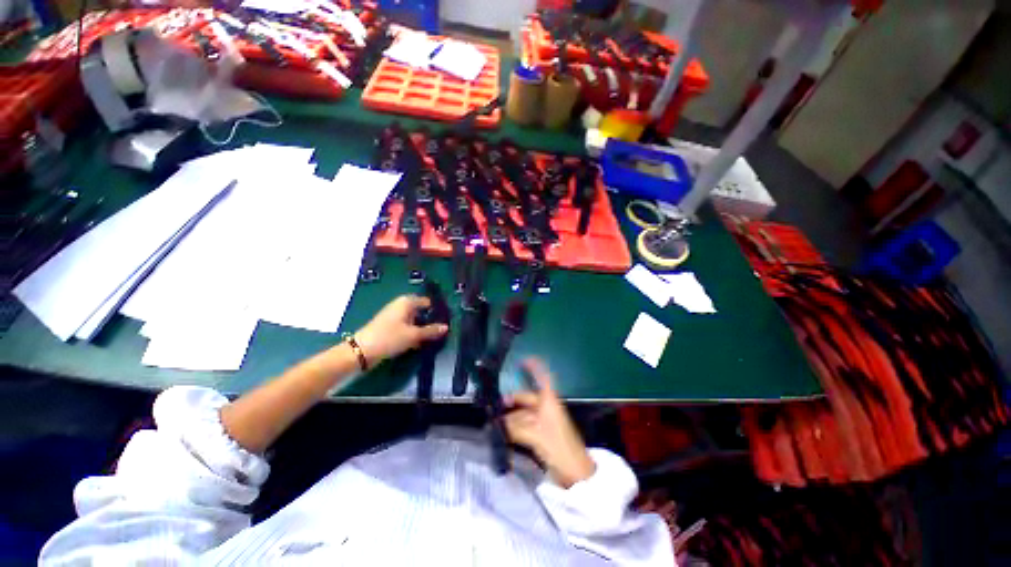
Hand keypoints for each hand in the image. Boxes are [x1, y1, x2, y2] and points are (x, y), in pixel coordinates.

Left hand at [354, 295, 448, 364]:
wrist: (361, 351)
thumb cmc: (390, 337)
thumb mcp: (414, 335)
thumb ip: (431, 331)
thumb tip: (446, 327)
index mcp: (406, 302)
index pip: (427, 302)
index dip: (436, 310)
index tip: (446, 320)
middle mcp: (400, 306)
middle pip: (420, 311)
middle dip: (430, 321)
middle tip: (441, 331)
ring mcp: (394, 316)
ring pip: (414, 321)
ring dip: (422, 329)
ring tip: (433, 338)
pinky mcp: (389, 327)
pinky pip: (406, 327)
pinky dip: (413, 333)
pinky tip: (419, 343)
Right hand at [505, 358, 595, 487]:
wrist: (575, 472)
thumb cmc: (559, 447)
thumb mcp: (536, 436)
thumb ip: (516, 428)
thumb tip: (500, 424)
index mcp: (549, 401)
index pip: (543, 378)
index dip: (534, 367)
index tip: (522, 360)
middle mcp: (546, 407)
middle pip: (527, 398)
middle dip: (512, 400)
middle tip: (495, 406)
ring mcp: (544, 421)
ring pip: (524, 413)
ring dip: (511, 417)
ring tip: (495, 422)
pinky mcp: (542, 434)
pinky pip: (525, 425)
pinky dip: (515, 427)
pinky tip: (503, 433)